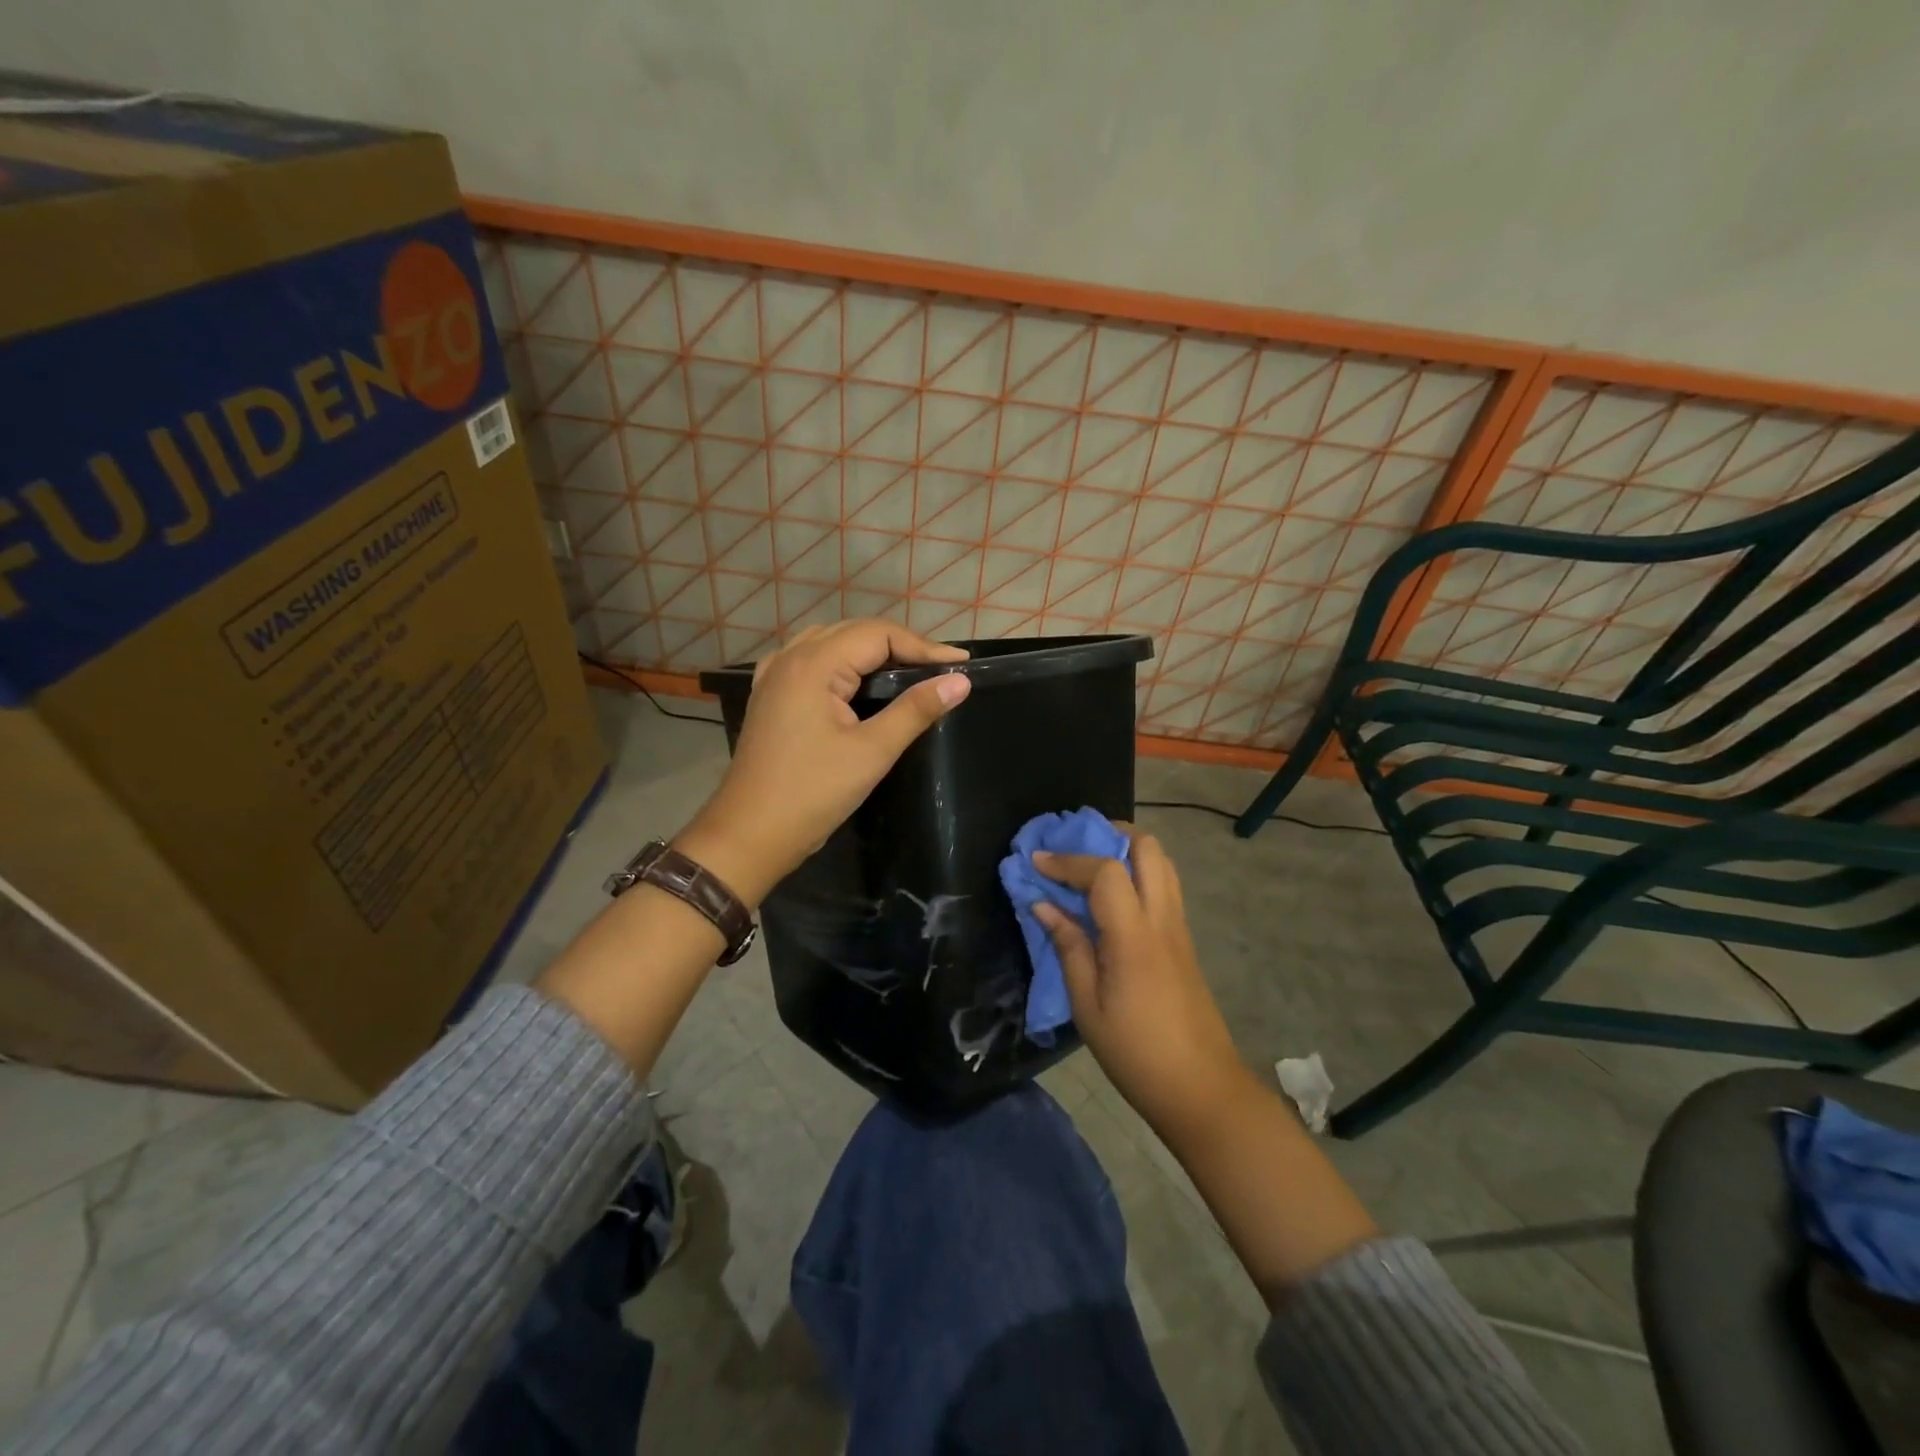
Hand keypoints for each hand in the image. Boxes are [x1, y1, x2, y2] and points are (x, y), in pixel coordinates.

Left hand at [677, 620, 970, 904]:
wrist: (749, 834)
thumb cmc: (812, 793)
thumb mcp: (872, 751)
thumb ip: (916, 710)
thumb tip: (960, 681)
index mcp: (813, 664)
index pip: (878, 634)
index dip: (923, 646)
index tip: (961, 664)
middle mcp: (790, 658)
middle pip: (854, 633)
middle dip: (900, 646)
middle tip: (941, 669)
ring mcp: (775, 676)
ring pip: (831, 643)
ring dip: (871, 652)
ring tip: (908, 672)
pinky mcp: (770, 697)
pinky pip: (811, 662)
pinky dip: (842, 664)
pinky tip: (856, 683)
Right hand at [1033, 831, 1255, 1139]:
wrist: (1202, 1089)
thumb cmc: (1136, 1053)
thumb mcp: (1087, 1007)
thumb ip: (1068, 948)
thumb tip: (1044, 906)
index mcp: (1134, 938)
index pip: (1105, 872)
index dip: (1068, 860)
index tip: (1036, 860)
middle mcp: (1162, 920)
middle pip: (1148, 849)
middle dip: (1110, 834)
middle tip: (1074, 844)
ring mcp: (1179, 928)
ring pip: (1163, 863)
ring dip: (1128, 851)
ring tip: (1091, 863)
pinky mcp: (1184, 941)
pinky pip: (1165, 887)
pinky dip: (1139, 873)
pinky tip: (1112, 896)